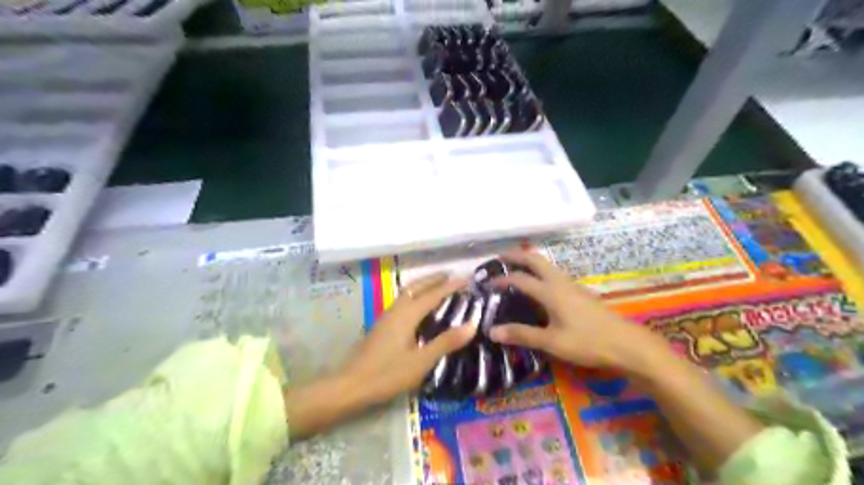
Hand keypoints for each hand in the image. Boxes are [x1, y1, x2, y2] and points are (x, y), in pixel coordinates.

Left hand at [337, 273, 474, 404]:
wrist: (351, 385)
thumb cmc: (387, 374)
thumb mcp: (421, 362)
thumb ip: (446, 342)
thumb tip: (472, 325)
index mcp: (407, 315)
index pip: (433, 295)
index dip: (450, 286)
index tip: (466, 278)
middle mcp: (396, 310)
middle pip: (416, 287)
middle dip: (434, 279)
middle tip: (451, 276)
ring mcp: (386, 317)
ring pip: (407, 292)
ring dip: (423, 286)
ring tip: (438, 286)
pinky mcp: (382, 325)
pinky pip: (402, 301)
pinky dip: (415, 296)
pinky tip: (419, 307)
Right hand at [485, 250, 666, 370]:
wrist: (627, 343)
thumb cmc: (588, 342)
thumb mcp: (552, 342)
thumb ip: (522, 335)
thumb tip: (492, 331)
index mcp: (550, 292)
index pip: (520, 279)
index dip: (501, 279)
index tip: (486, 283)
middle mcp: (560, 282)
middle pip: (535, 260)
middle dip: (516, 256)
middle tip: (499, 258)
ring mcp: (572, 285)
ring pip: (546, 264)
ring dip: (529, 261)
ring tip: (515, 267)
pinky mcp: (579, 291)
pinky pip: (554, 273)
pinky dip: (540, 270)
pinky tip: (538, 284)